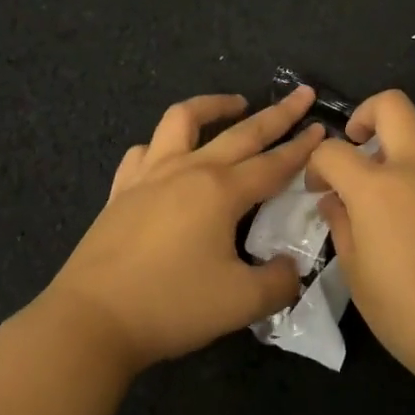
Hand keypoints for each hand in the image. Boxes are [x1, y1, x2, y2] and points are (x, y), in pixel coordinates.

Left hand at [38, 88, 326, 373]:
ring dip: (213, 106)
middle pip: (241, 132)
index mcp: (222, 191)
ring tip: (234, 104)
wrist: (91, 320)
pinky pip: (144, 151)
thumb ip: (278, 282)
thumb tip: (290, 268)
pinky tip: (169, 154)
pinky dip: (163, 143)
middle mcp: (189, 170)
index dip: (302, 147)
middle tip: (301, 95)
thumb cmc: (171, 306)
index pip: (274, 163)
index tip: (323, 128)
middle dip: (277, 113)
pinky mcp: (122, 190)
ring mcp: (150, 175)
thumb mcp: (241, 303)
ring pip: (183, 120)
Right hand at [305, 91, 414, 382]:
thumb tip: (335, 201)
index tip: (319, 189)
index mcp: (376, 188)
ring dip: (405, 127)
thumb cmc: (407, 311)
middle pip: (392, 104)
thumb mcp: (356, 274)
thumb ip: (342, 226)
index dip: (317, 164)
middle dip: (366, 114)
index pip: (334, 151)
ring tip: (391, 162)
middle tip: (357, 145)